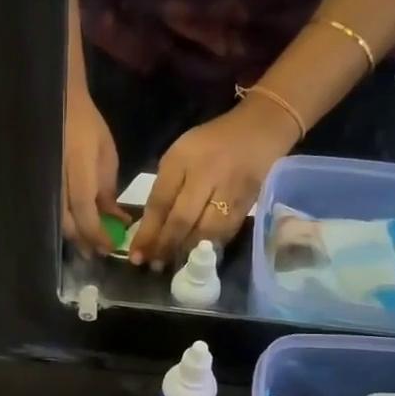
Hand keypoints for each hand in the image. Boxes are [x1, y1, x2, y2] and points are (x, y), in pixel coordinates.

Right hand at [62, 85, 124, 255]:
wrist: (59, 105)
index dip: (96, 232)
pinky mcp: (39, 185)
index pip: (84, 208)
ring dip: (74, 237)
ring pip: (57, 220)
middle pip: (67, 221)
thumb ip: (108, 190)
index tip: (110, 246)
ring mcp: (45, 182)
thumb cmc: (87, 127)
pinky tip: (75, 230)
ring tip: (88, 247)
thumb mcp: (106, 155)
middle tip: (98, 252)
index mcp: (78, 166)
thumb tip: (115, 220)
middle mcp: (57, 178)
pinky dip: (65, 224)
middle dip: (84, 240)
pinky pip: (50, 211)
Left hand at [129, 98, 296, 268]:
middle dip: (165, 247)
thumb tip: (150, 229)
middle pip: (181, 219)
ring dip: (187, 252)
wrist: (258, 129)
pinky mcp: (247, 202)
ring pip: (205, 231)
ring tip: (173, 264)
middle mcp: (205, 174)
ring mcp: (229, 190)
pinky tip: (199, 255)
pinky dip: (210, 246)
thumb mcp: (178, 157)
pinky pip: (226, 232)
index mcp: (182, 160)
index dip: (147, 233)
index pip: (160, 202)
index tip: (136, 255)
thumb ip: (164, 189)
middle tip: (154, 265)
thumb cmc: (209, 145)